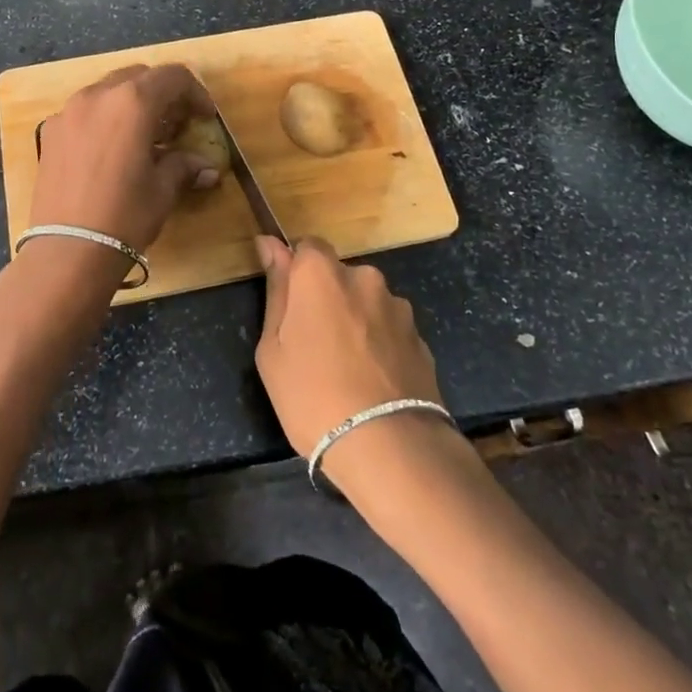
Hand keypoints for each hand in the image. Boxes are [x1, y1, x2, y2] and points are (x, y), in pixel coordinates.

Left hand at [29, 64, 219, 253]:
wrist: (67, 250)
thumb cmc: (125, 215)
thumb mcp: (163, 190)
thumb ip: (184, 166)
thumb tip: (206, 168)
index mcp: (132, 101)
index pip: (172, 77)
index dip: (195, 93)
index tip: (204, 117)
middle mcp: (98, 95)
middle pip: (138, 77)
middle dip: (162, 94)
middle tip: (176, 124)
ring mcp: (68, 111)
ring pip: (108, 90)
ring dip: (131, 104)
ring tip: (144, 137)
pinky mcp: (50, 132)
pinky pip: (84, 111)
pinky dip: (105, 118)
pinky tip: (112, 150)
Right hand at [254, 236, 446, 477]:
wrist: (389, 447)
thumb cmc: (312, 395)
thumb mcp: (273, 349)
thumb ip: (276, 290)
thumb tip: (271, 244)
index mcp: (321, 273)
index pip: (307, 247)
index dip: (296, 272)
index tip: (289, 305)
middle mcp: (364, 277)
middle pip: (339, 277)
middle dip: (327, 300)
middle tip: (313, 346)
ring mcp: (397, 307)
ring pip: (367, 304)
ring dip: (357, 323)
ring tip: (348, 372)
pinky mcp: (421, 338)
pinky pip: (390, 331)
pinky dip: (380, 347)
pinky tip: (373, 384)